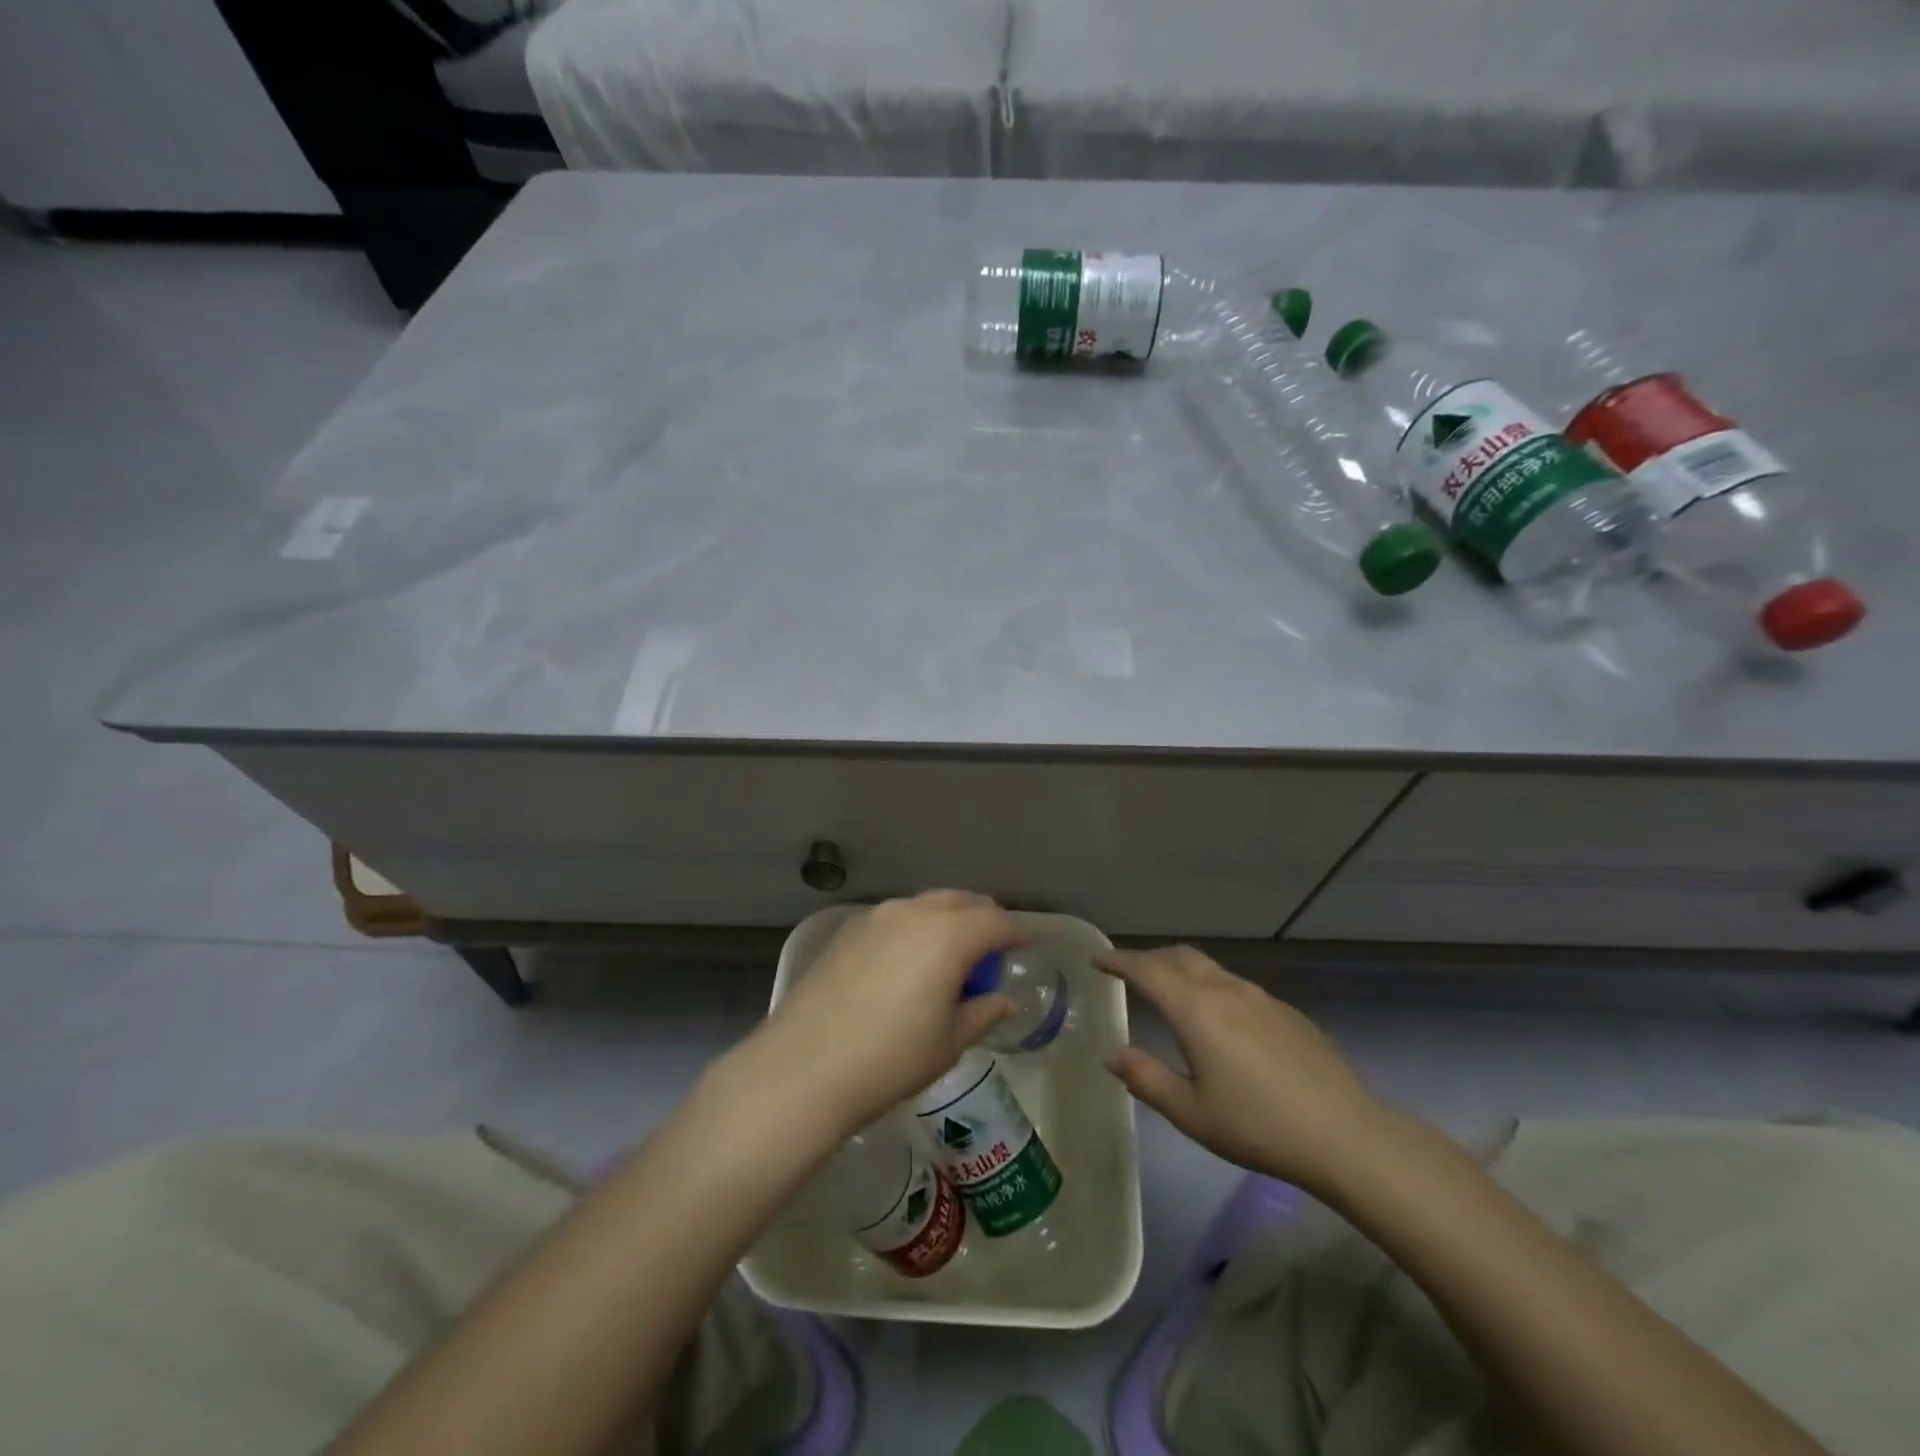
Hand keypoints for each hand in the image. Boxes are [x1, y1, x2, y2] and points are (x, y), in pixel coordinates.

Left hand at [733, 891, 1019, 1136]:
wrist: (803, 1068)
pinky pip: (895, 917)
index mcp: (948, 935)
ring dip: (947, 919)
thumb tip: (1002, 999)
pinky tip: (909, 959)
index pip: (994, 921)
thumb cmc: (890, 1059)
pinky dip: (915, 927)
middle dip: (983, 917)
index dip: (1015, 932)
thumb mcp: (947, 1043)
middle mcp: (913, 913)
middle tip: (993, 946)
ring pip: (925, 904)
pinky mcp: (847, 931)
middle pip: (960, 901)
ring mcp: (876, 917)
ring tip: (952, 953)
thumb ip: (982, 1012)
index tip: (1025, 947)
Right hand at [1098, 945, 1390, 1195]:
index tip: (1097, 959)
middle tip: (1129, 972)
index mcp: (1194, 1009)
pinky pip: (1234, 985)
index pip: (1146, 970)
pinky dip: (1210, 986)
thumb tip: (1112, 1053)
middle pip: (1178, 957)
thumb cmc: (1256, 1124)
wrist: (1343, 1133)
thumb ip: (1146, 1078)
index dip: (1119, 961)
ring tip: (1169, 990)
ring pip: (1209, 967)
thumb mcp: (1191, 1112)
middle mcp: (1223, 989)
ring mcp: (1258, 997)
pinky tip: (1218, 1019)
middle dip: (1149, 959)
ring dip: (1180, 969)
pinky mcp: (1284, 1011)